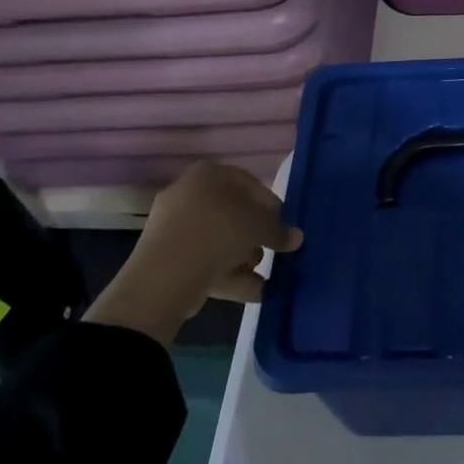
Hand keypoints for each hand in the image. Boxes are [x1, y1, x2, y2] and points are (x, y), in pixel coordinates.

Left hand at [83, 161, 301, 343]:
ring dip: (242, 257)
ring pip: (218, 239)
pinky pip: (204, 260)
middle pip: (233, 213)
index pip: (250, 183)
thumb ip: (279, 231)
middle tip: (269, 252)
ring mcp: (174, 225)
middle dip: (254, 236)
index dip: (271, 206)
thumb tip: (296, 238)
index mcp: (209, 173)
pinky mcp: (167, 256)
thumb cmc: (219, 232)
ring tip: (259, 275)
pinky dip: (226, 273)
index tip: (283, 228)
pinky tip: (249, 290)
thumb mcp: (259, 227)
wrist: (166, 273)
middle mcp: (189, 192)